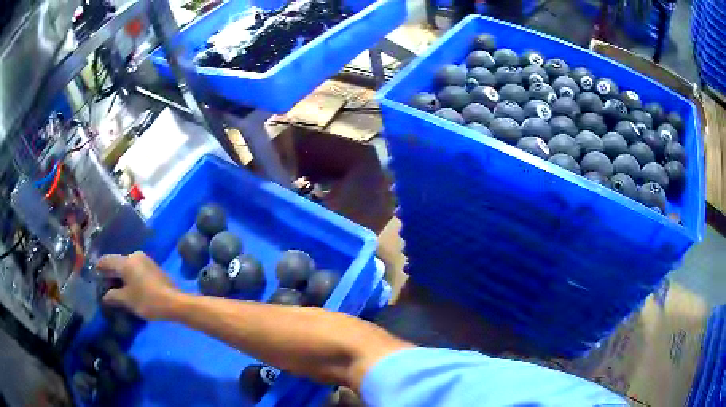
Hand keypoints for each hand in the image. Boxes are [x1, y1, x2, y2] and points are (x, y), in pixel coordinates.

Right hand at [96, 251, 179, 319]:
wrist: (174, 302)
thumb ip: (113, 296)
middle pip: (118, 262)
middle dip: (111, 273)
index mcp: (126, 261)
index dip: (99, 266)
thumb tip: (105, 296)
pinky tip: (129, 287)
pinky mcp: (153, 268)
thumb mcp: (127, 300)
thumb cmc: (147, 300)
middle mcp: (135, 256)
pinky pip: (136, 269)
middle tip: (104, 283)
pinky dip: (130, 276)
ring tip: (116, 287)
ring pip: (128, 266)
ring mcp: (146, 260)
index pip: (107, 260)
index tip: (94, 273)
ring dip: (121, 275)